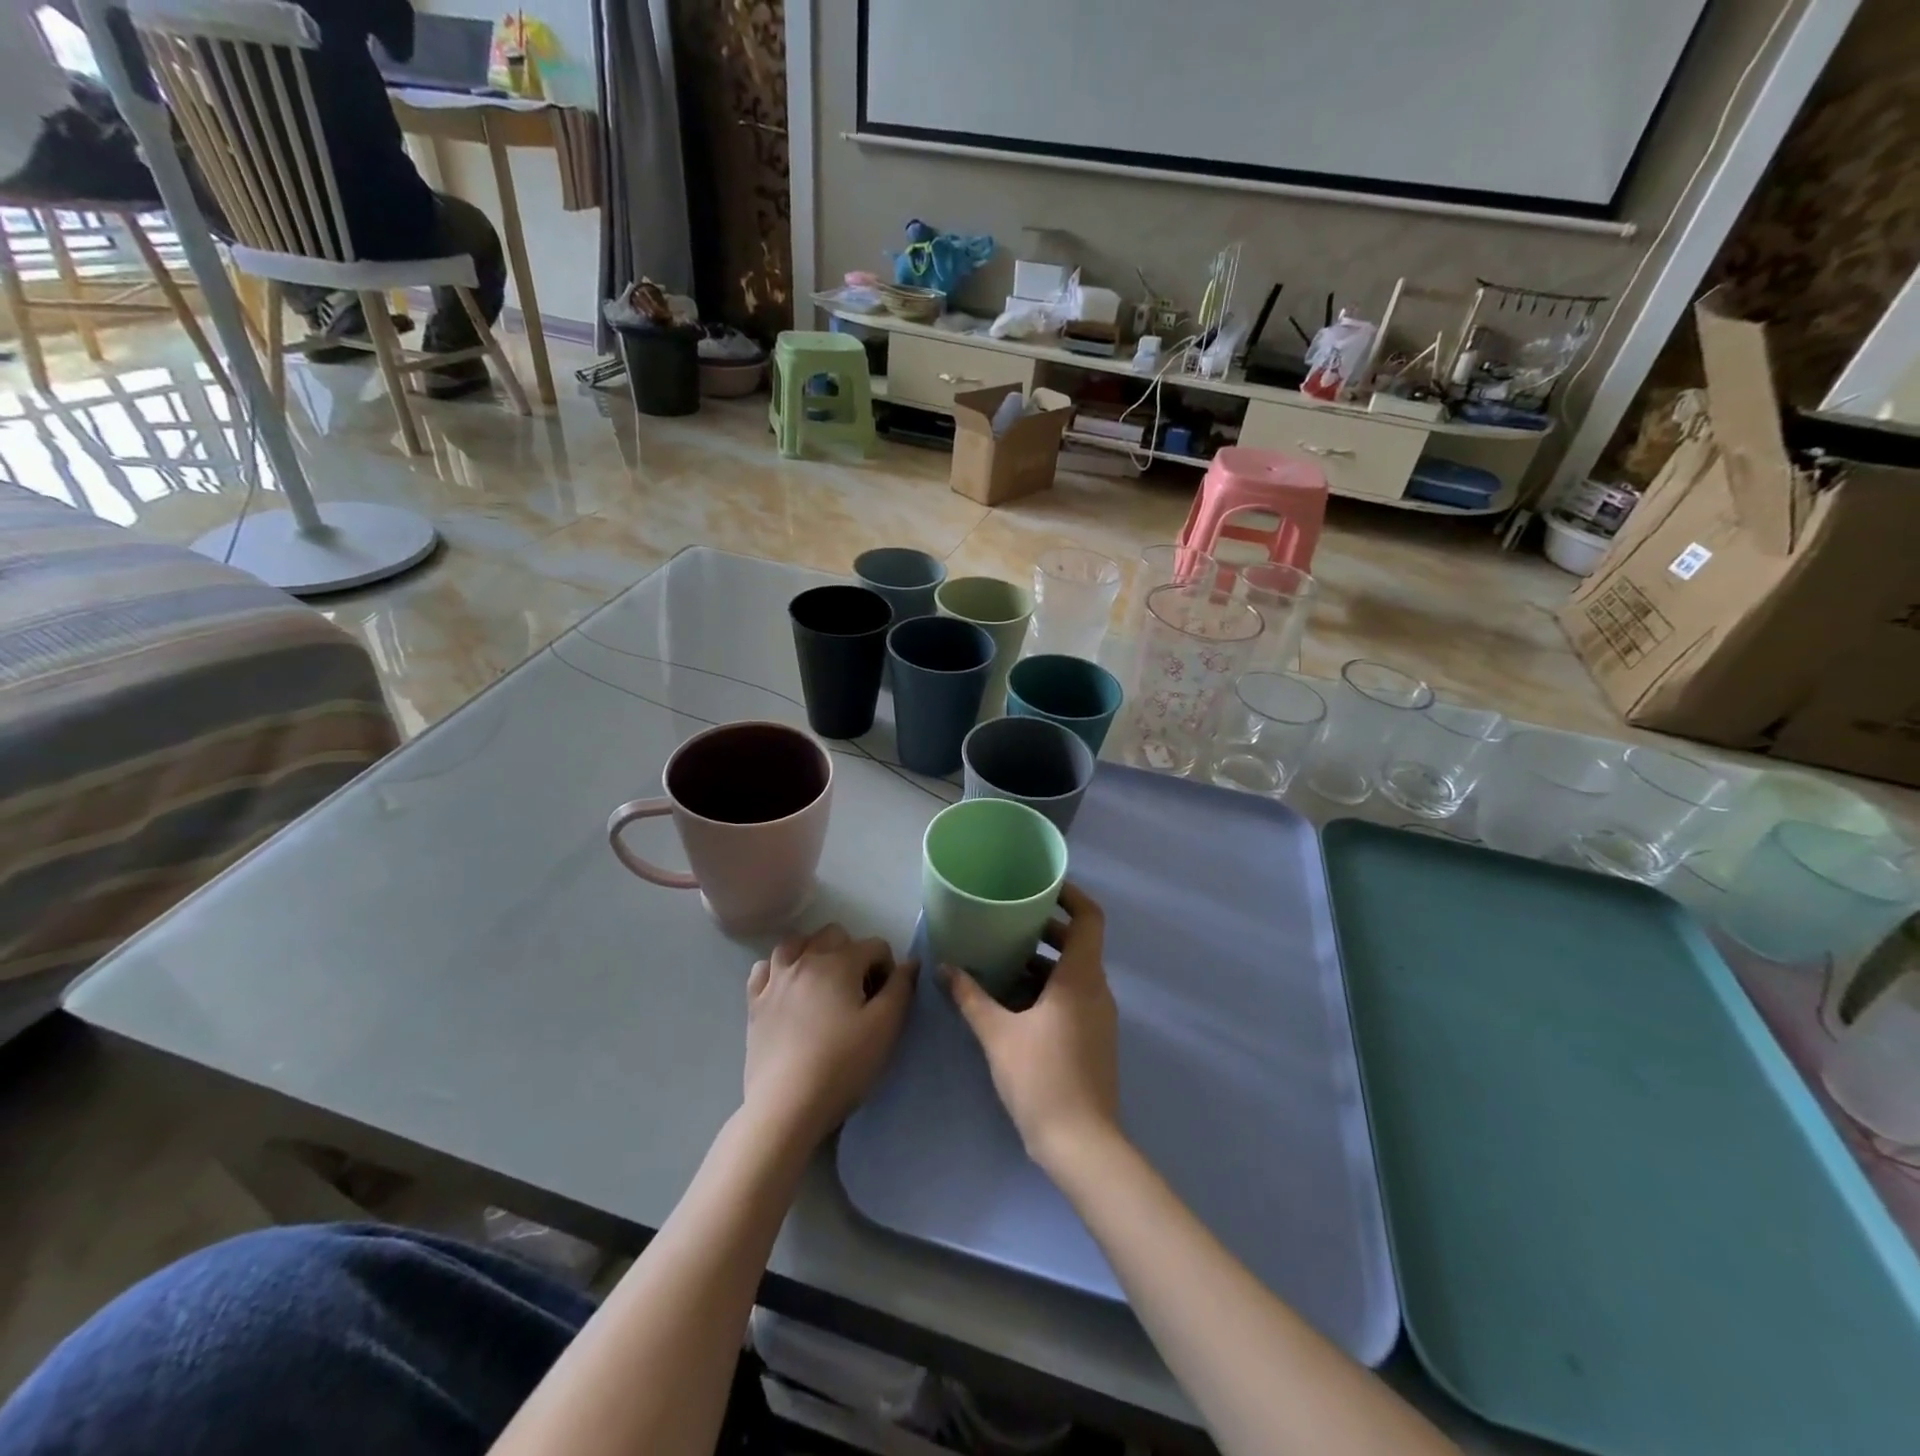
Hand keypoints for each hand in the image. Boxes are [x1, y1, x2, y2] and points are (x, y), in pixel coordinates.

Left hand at [745, 925, 915, 1146]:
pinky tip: (786, 988)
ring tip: (823, 982)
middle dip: (853, 953)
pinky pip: (763, 969)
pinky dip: (777, 970)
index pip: (874, 945)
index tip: (887, 999)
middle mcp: (805, 960)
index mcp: (839, 963)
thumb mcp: (885, 1027)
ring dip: (814, 953)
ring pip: (795, 944)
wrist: (787, 1106)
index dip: (888, 968)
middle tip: (859, 990)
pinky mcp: (754, 1004)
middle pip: (834, 935)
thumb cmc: (842, 1065)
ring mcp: (775, 980)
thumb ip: (901, 988)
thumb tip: (910, 962)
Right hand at [946, 883, 1118, 1170]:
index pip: (1089, 918)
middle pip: (1078, 943)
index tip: (1042, 887)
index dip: (1071, 896)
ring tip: (1002, 958)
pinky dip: (1047, 988)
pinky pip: (1073, 996)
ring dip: (1043, 961)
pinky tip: (1013, 1001)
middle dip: (1045, 929)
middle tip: (1008, 921)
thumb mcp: (997, 1034)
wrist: (1081, 1144)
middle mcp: (1096, 990)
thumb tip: (945, 968)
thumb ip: (971, 997)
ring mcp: (1098, 1016)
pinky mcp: (1093, 1039)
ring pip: (1073, 972)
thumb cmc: (1041, 1078)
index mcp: (1080, 978)